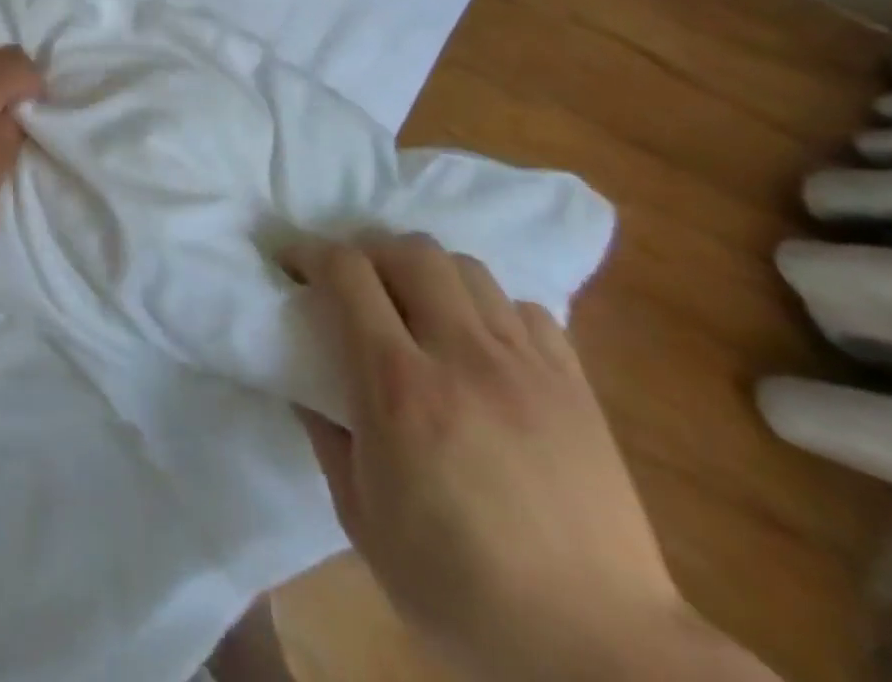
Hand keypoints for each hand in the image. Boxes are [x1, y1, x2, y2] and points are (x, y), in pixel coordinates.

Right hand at [287, 234, 724, 681]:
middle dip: (369, 252)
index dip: (310, 253)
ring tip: (415, 305)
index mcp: (398, 386)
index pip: (347, 272)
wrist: (598, 653)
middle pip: (410, 251)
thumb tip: (305, 383)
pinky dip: (489, 307)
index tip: (292, 265)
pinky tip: (479, 342)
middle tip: (352, 282)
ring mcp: (525, 366)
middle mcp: (461, 356)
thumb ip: (325, 434)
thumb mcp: (360, 516)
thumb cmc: (459, 590)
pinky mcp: (574, 386)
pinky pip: (524, 308)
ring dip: (427, 272)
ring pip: (467, 268)